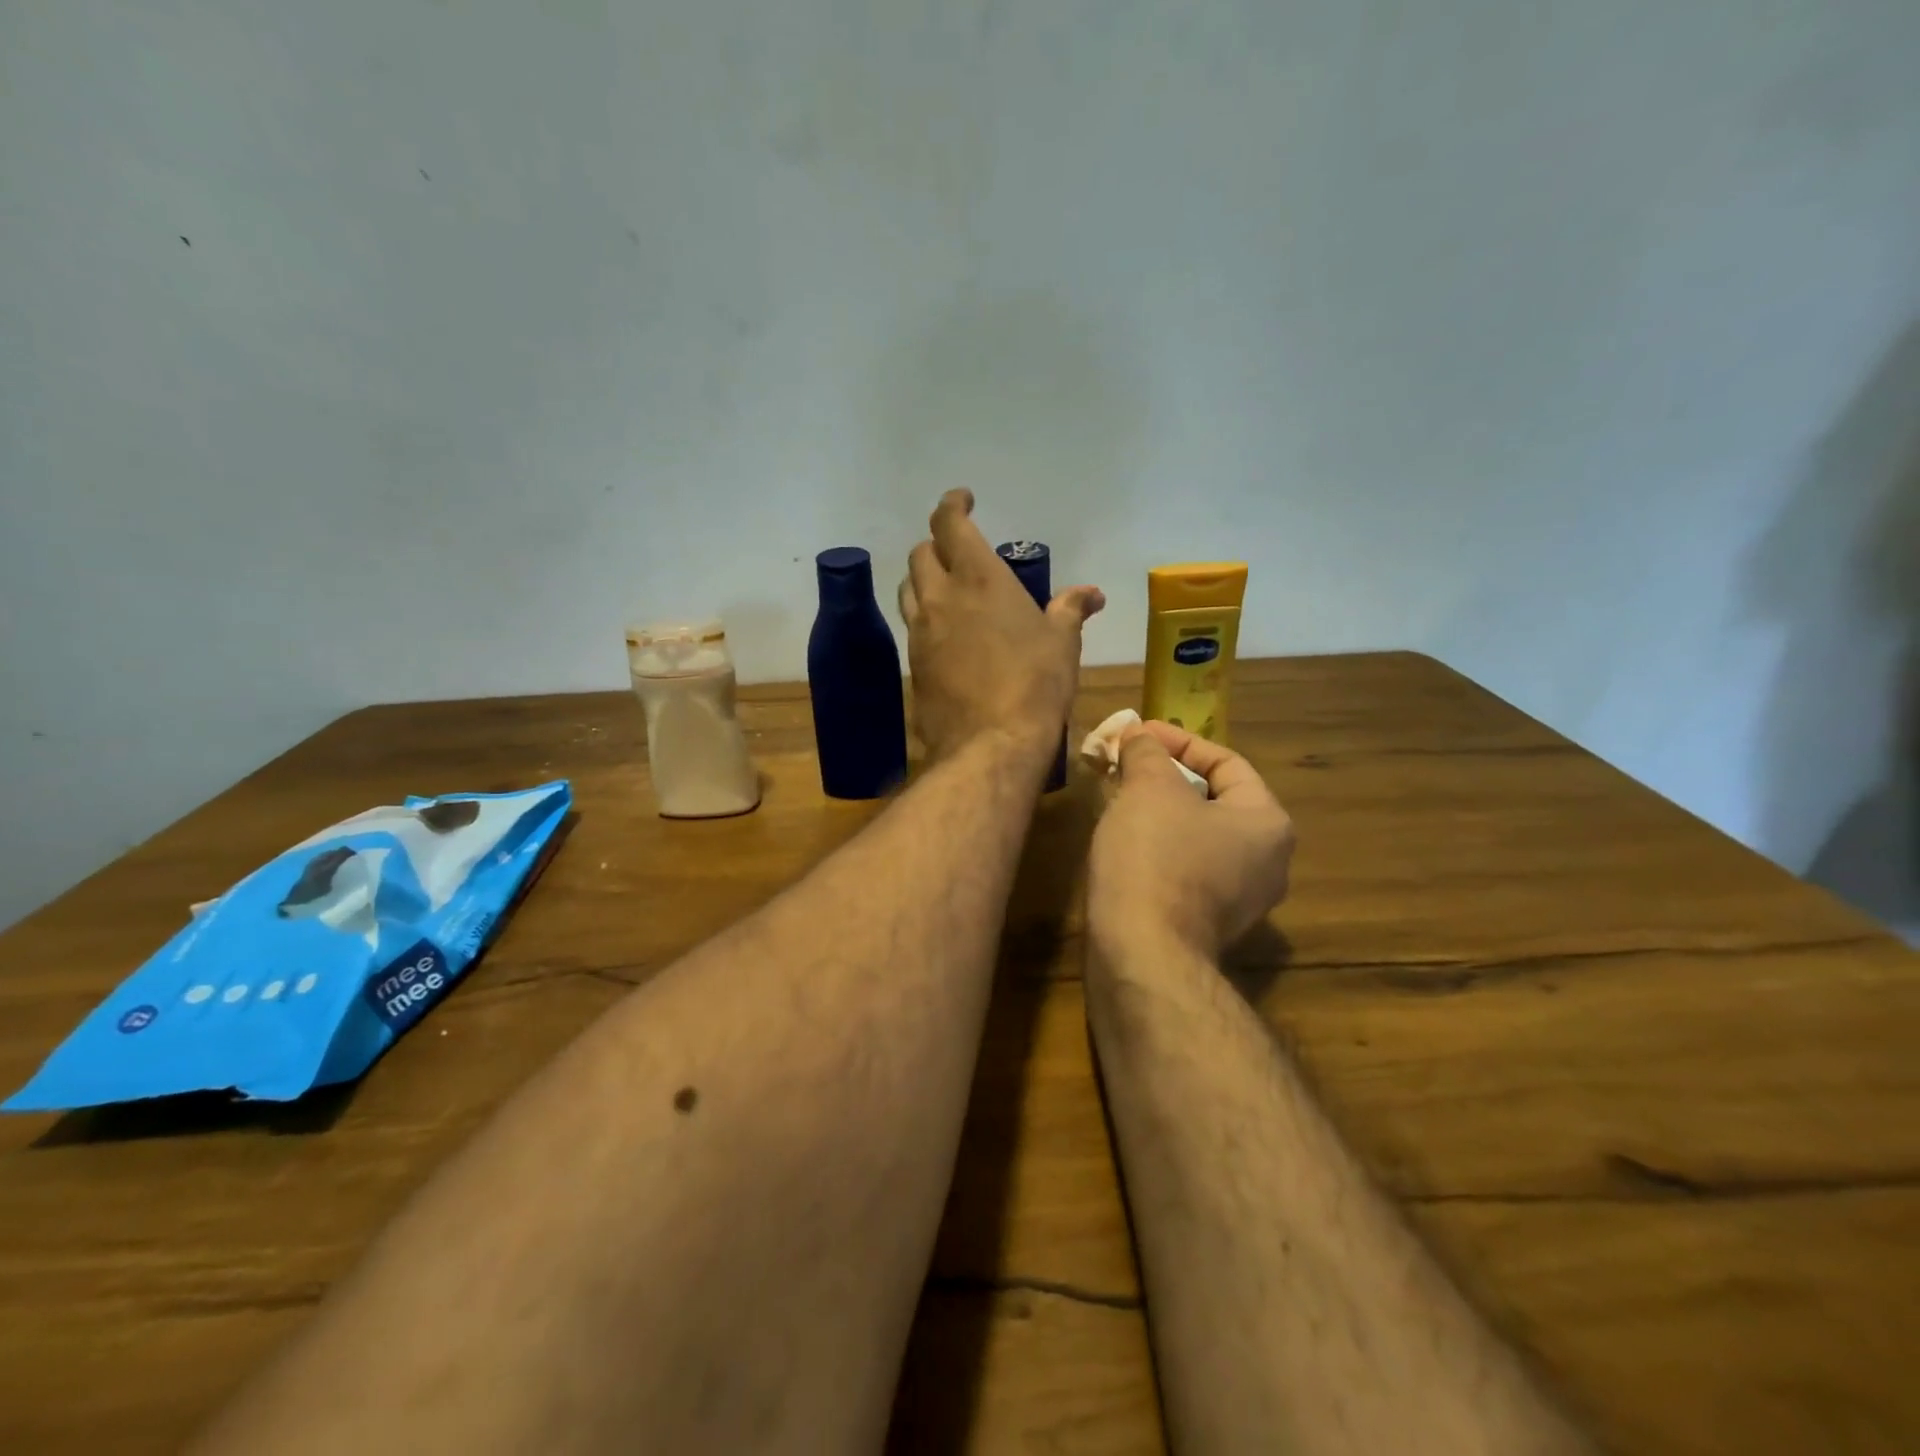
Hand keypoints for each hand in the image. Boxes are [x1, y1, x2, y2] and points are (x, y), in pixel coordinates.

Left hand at [897, 490, 1104, 763]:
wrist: (990, 745)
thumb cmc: (1035, 686)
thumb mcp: (1062, 644)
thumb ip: (1070, 610)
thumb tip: (1091, 592)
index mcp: (979, 579)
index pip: (949, 525)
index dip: (952, 505)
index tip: (963, 500)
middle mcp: (942, 598)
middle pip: (921, 554)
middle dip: (936, 544)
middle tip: (957, 552)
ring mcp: (921, 632)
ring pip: (909, 589)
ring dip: (924, 579)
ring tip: (947, 588)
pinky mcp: (913, 664)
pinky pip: (912, 627)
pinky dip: (925, 617)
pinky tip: (946, 634)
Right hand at [1088, 721, 1295, 957]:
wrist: (1142, 952)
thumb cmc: (1156, 856)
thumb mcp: (1149, 788)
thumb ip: (1147, 752)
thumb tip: (1138, 734)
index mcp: (1268, 823)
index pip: (1227, 762)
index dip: (1178, 740)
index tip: (1137, 734)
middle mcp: (1268, 862)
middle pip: (1214, 799)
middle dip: (1166, 775)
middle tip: (1127, 764)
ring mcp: (1241, 900)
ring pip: (1197, 835)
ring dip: (1159, 810)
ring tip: (1119, 796)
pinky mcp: (1208, 925)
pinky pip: (1186, 868)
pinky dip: (1159, 845)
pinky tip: (1124, 840)